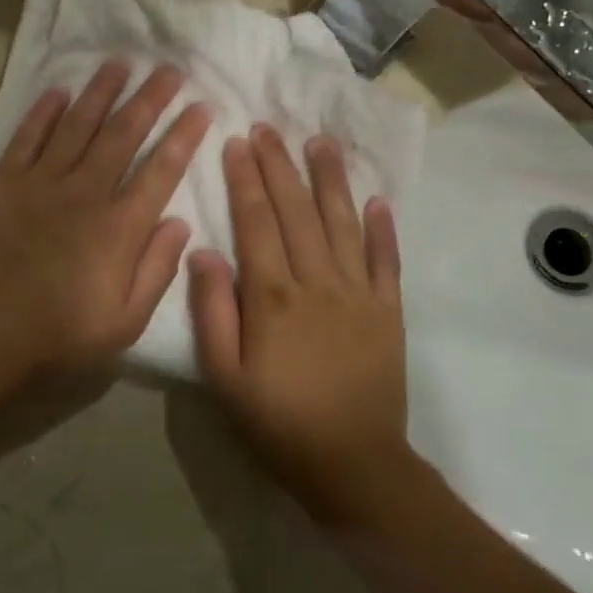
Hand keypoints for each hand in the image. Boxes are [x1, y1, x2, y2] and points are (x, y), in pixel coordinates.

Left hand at [0, 60, 210, 378]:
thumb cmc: (57, 337)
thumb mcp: (124, 323)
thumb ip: (156, 269)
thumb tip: (180, 222)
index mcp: (118, 228)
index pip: (162, 169)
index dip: (185, 135)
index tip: (202, 106)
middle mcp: (84, 193)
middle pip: (123, 134)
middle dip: (150, 98)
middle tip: (169, 69)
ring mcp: (40, 183)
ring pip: (78, 124)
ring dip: (101, 92)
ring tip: (120, 63)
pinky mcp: (1, 183)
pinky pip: (27, 137)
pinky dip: (44, 111)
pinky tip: (58, 91)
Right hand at [189, 125, 415, 524]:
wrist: (353, 464)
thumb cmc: (278, 422)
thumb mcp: (224, 377)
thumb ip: (211, 312)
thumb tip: (203, 253)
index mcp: (272, 297)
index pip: (255, 222)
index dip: (245, 179)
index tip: (238, 141)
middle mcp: (317, 282)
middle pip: (296, 211)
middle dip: (280, 166)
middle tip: (269, 127)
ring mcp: (359, 293)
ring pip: (342, 223)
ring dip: (330, 180)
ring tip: (321, 142)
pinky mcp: (388, 311)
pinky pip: (385, 260)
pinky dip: (382, 228)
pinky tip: (377, 200)